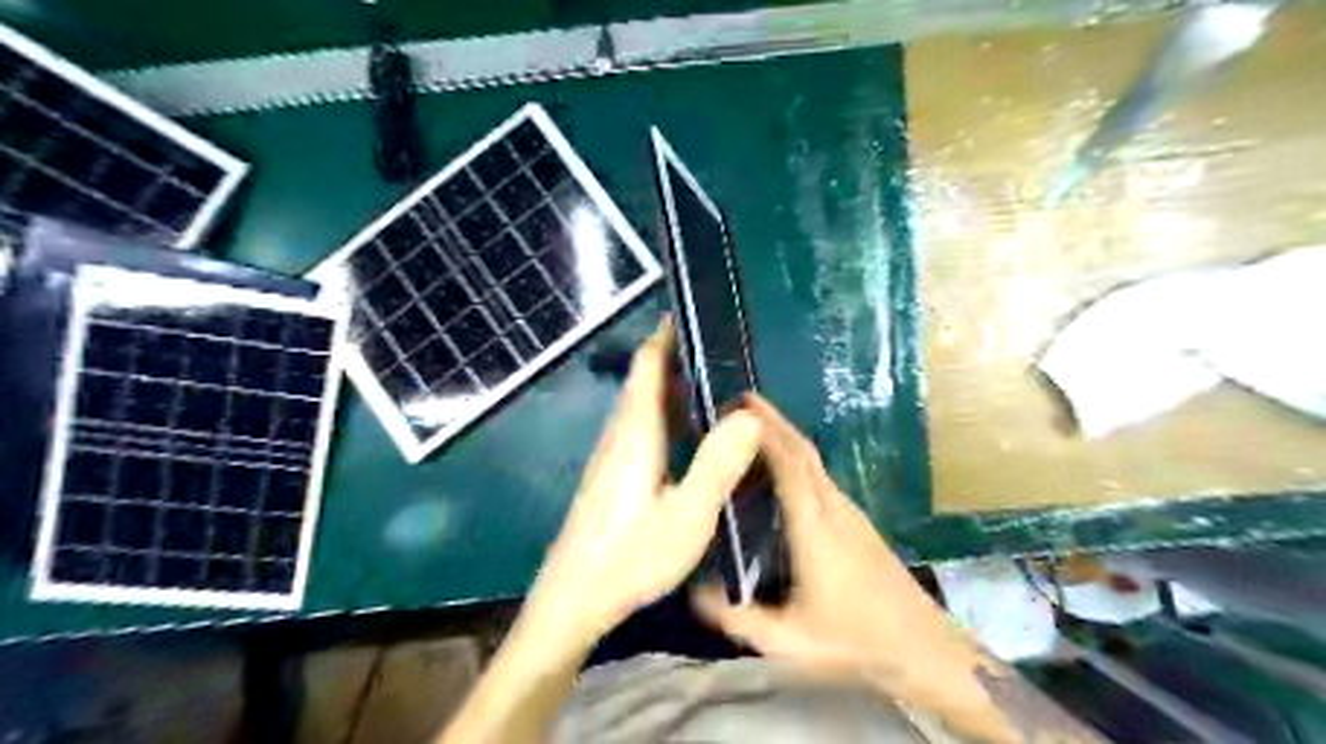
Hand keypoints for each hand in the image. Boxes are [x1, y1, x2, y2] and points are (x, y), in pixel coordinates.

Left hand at [523, 315, 759, 647]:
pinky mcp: (610, 477)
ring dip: (669, 386)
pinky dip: (664, 414)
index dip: (665, 336)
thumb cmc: (630, 557)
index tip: (689, 314)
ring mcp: (611, 457)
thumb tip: (747, 415)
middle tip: (718, 351)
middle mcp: (619, 435)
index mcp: (636, 433)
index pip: (647, 366)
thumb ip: (716, 465)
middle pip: (643, 381)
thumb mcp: (687, 517)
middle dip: (674, 357)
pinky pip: (639, 428)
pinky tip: (686, 435)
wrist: (573, 599)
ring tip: (711, 385)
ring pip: (640, 406)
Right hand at [688, 396, 947, 678]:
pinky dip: (798, 460)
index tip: (739, 404)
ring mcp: (849, 512)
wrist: (923, 647)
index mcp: (813, 525)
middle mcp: (833, 507)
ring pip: (814, 461)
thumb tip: (694, 592)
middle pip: (803, 450)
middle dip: (773, 421)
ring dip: (786, 437)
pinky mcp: (858, 522)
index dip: (765, 430)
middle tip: (741, 401)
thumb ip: (737, 617)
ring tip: (753, 430)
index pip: (788, 462)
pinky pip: (821, 477)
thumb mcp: (788, 640)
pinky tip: (783, 472)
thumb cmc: (855, 640)